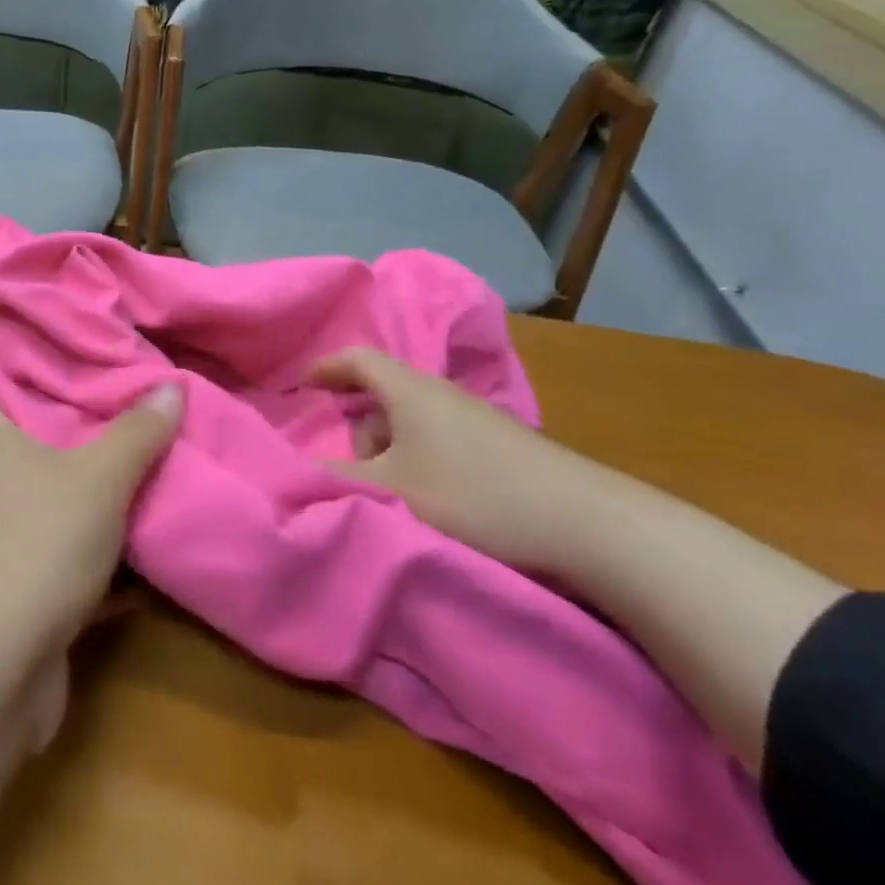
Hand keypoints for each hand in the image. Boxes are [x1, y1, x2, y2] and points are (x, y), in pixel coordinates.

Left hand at [0, 363, 181, 659]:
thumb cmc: (36, 543)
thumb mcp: (98, 479)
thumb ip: (136, 434)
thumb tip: (170, 386)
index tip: (7, 334)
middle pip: (13, 440)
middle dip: (53, 416)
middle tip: (104, 388)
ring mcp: (5, 544)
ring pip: (48, 500)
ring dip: (84, 485)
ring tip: (133, 453)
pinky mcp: (27, 593)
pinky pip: (71, 558)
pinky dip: (104, 552)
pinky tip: (146, 544)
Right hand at [312, 348, 600, 570]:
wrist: (587, 525)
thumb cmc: (474, 496)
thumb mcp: (392, 492)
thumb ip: (338, 480)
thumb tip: (297, 470)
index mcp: (409, 390)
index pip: (357, 359)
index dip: (325, 368)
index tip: (299, 387)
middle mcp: (441, 394)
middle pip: (383, 396)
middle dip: (359, 430)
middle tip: (354, 472)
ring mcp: (474, 419)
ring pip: (411, 424)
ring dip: (390, 453)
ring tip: (395, 498)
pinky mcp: (498, 446)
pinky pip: (438, 441)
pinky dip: (419, 463)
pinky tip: (431, 502)